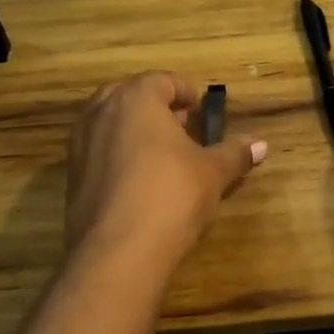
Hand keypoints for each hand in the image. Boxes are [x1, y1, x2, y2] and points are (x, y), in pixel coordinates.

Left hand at [65, 72, 267, 270]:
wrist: (117, 252)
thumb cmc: (171, 196)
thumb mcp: (213, 173)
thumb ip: (235, 153)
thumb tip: (261, 144)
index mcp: (136, 99)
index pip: (161, 80)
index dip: (184, 91)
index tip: (200, 108)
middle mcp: (101, 113)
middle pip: (130, 96)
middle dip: (156, 107)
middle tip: (182, 127)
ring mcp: (80, 145)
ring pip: (110, 123)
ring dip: (135, 130)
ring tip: (163, 154)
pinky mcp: (71, 177)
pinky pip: (98, 152)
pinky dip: (118, 155)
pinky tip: (140, 181)